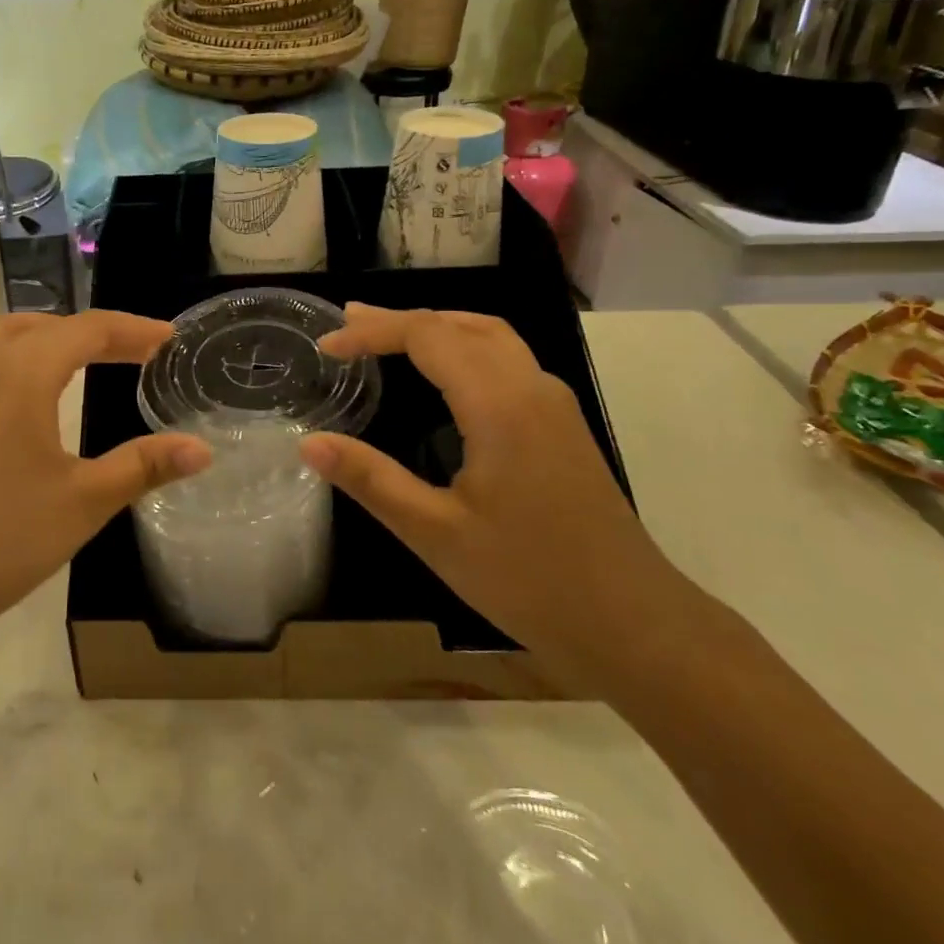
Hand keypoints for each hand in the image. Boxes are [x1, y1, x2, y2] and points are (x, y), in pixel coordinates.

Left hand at [0, 312, 210, 673]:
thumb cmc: (2, 540)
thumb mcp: (85, 501)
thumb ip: (145, 466)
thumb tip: (203, 448)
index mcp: (23, 374)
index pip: (88, 330)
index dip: (133, 330)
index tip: (169, 339)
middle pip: (45, 326)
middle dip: (94, 332)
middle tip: (134, 353)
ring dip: (42, 335)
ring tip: (74, 353)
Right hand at [300, 304, 688, 684]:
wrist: (634, 623)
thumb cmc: (529, 579)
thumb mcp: (436, 534)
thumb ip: (371, 480)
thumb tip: (308, 443)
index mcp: (500, 405)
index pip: (427, 336)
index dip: (373, 331)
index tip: (328, 345)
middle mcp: (531, 387)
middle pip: (460, 324)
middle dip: (400, 320)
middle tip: (348, 323)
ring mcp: (554, 403)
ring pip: (491, 335)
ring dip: (437, 325)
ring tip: (389, 334)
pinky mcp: (562, 424)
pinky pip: (508, 358)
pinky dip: (464, 345)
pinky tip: (444, 374)